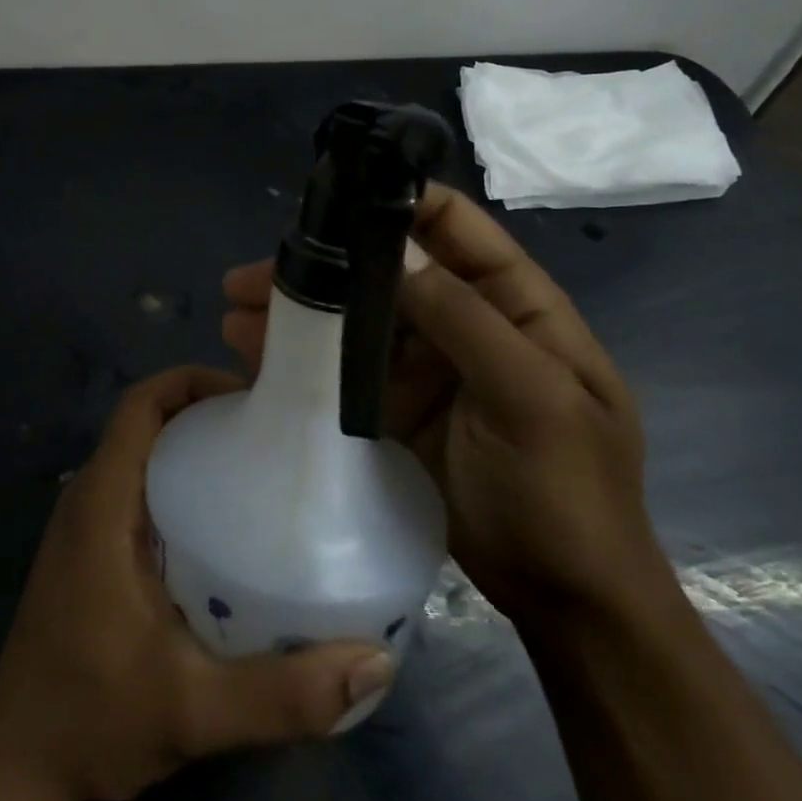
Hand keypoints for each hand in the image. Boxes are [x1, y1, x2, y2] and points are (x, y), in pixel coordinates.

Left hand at [0, 366, 395, 800]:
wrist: (18, 767)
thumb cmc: (93, 719)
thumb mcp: (195, 710)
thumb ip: (283, 693)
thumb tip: (375, 662)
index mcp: (102, 503)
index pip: (139, 405)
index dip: (190, 381)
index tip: (250, 396)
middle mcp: (88, 499)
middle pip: (146, 423)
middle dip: (203, 412)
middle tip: (272, 433)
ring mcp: (84, 526)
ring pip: (142, 457)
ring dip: (191, 449)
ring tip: (258, 470)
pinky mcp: (89, 552)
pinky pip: (137, 492)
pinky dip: (178, 486)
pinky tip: (224, 528)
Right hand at [222, 181, 669, 625]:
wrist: (565, 600)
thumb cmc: (567, 491)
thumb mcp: (531, 399)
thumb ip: (465, 319)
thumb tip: (397, 249)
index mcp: (514, 304)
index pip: (454, 228)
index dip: (397, 203)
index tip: (332, 200)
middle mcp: (463, 322)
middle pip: (384, 273)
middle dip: (320, 268)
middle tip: (251, 277)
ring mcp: (425, 366)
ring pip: (353, 320)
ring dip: (298, 314)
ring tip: (234, 316)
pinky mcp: (393, 407)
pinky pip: (341, 371)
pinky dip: (299, 360)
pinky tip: (251, 356)